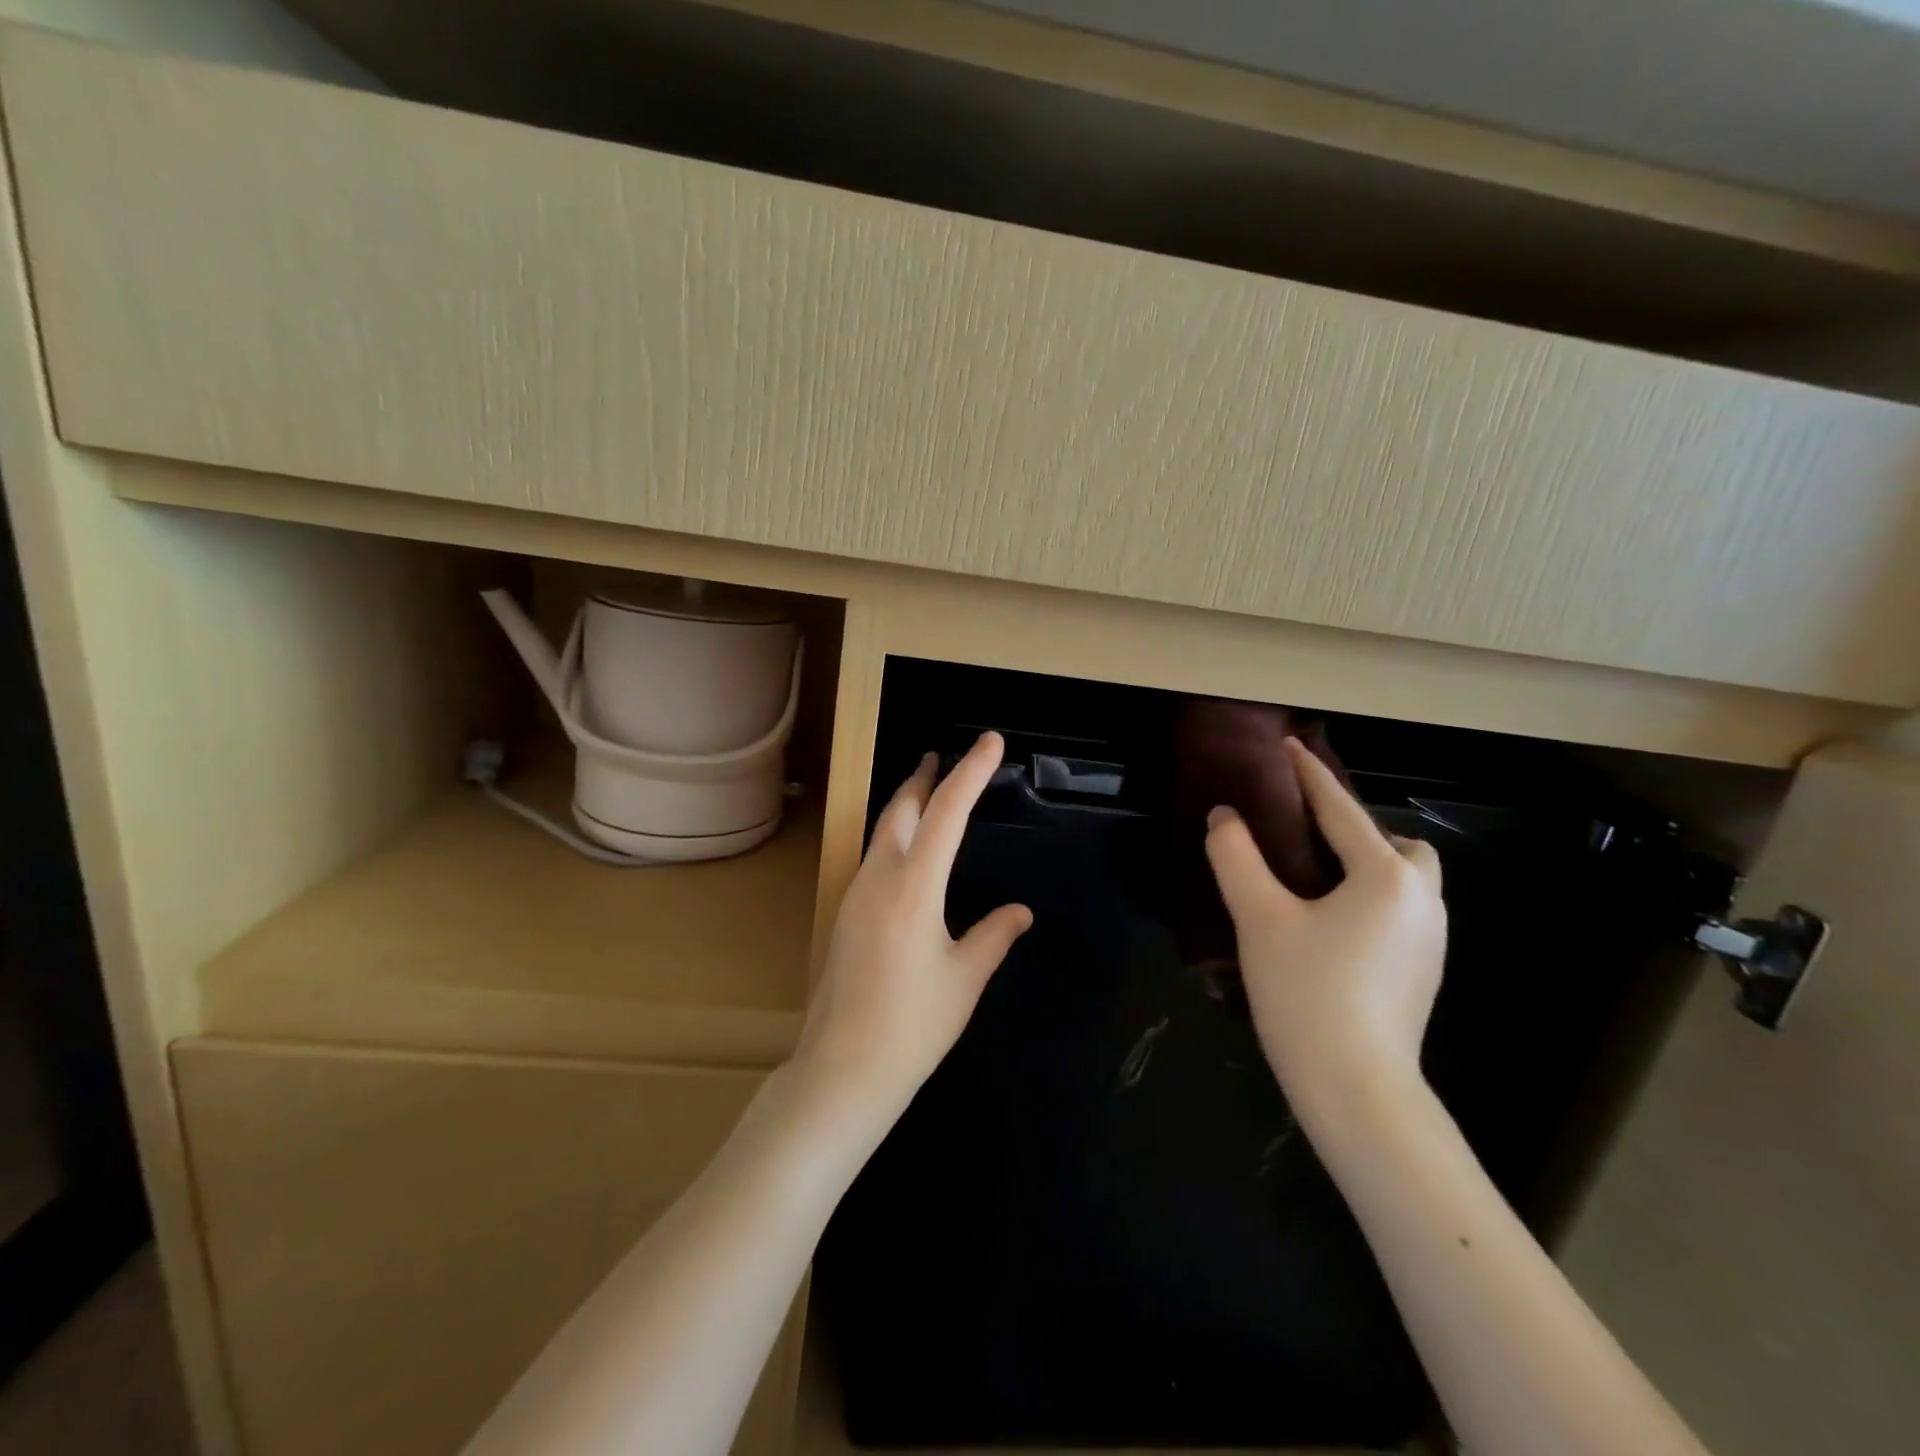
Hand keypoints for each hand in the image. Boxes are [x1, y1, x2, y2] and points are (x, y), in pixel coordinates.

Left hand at [792, 732, 1031, 1123]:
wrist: (844, 1068)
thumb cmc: (913, 1024)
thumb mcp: (965, 978)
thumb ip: (994, 936)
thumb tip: (1020, 911)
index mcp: (914, 885)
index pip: (948, 812)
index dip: (971, 772)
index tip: (991, 741)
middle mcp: (879, 876)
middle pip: (902, 808)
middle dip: (925, 777)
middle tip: (944, 756)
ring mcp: (856, 893)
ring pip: (883, 830)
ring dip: (907, 803)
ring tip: (928, 791)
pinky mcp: (846, 912)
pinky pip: (874, 855)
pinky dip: (896, 834)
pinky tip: (908, 851)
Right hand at [1205, 736, 1445, 1121]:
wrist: (1357, 1091)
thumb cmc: (1307, 994)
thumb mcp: (1260, 918)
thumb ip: (1237, 858)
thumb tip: (1225, 817)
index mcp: (1385, 877)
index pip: (1342, 810)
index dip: (1310, 775)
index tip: (1289, 747)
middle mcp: (1421, 899)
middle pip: (1394, 843)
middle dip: (1353, 827)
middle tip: (1304, 833)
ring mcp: (1429, 939)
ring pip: (1403, 878)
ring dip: (1366, 862)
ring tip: (1313, 874)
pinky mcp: (1423, 970)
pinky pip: (1400, 908)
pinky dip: (1370, 894)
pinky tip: (1330, 919)